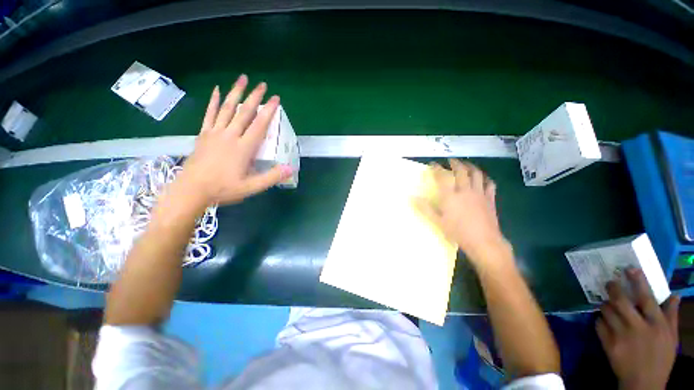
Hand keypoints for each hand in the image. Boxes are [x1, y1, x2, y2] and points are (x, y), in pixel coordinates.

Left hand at [177, 75, 291, 206]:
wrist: (192, 190)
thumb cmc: (223, 189)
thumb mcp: (251, 187)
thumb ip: (271, 177)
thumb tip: (290, 168)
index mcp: (243, 148)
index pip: (259, 125)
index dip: (268, 111)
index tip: (275, 99)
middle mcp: (230, 136)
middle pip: (243, 112)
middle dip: (254, 97)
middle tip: (262, 84)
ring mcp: (215, 133)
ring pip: (226, 108)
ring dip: (235, 92)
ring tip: (242, 79)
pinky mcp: (203, 134)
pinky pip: (209, 114)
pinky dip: (213, 101)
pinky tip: (216, 90)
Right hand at [416, 159, 507, 267]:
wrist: (483, 242)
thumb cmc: (458, 232)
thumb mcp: (438, 221)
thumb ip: (425, 208)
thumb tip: (412, 197)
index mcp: (450, 196)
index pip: (442, 177)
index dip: (437, 168)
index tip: (433, 164)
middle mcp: (465, 191)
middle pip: (461, 171)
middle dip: (455, 163)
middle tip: (450, 160)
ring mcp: (479, 193)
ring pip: (477, 174)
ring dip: (471, 167)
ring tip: (466, 164)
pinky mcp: (490, 199)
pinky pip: (489, 184)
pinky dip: (485, 178)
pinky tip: (483, 178)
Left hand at [596, 268, 679, 389]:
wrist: (643, 383)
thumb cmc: (661, 358)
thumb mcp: (671, 336)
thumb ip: (671, 314)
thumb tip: (675, 294)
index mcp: (656, 324)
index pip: (646, 297)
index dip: (637, 281)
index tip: (629, 268)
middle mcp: (638, 327)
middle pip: (621, 301)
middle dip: (613, 288)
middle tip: (610, 281)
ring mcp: (621, 335)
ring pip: (607, 310)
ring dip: (605, 304)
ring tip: (608, 302)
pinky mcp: (608, 343)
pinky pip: (599, 324)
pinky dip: (600, 320)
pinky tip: (604, 320)